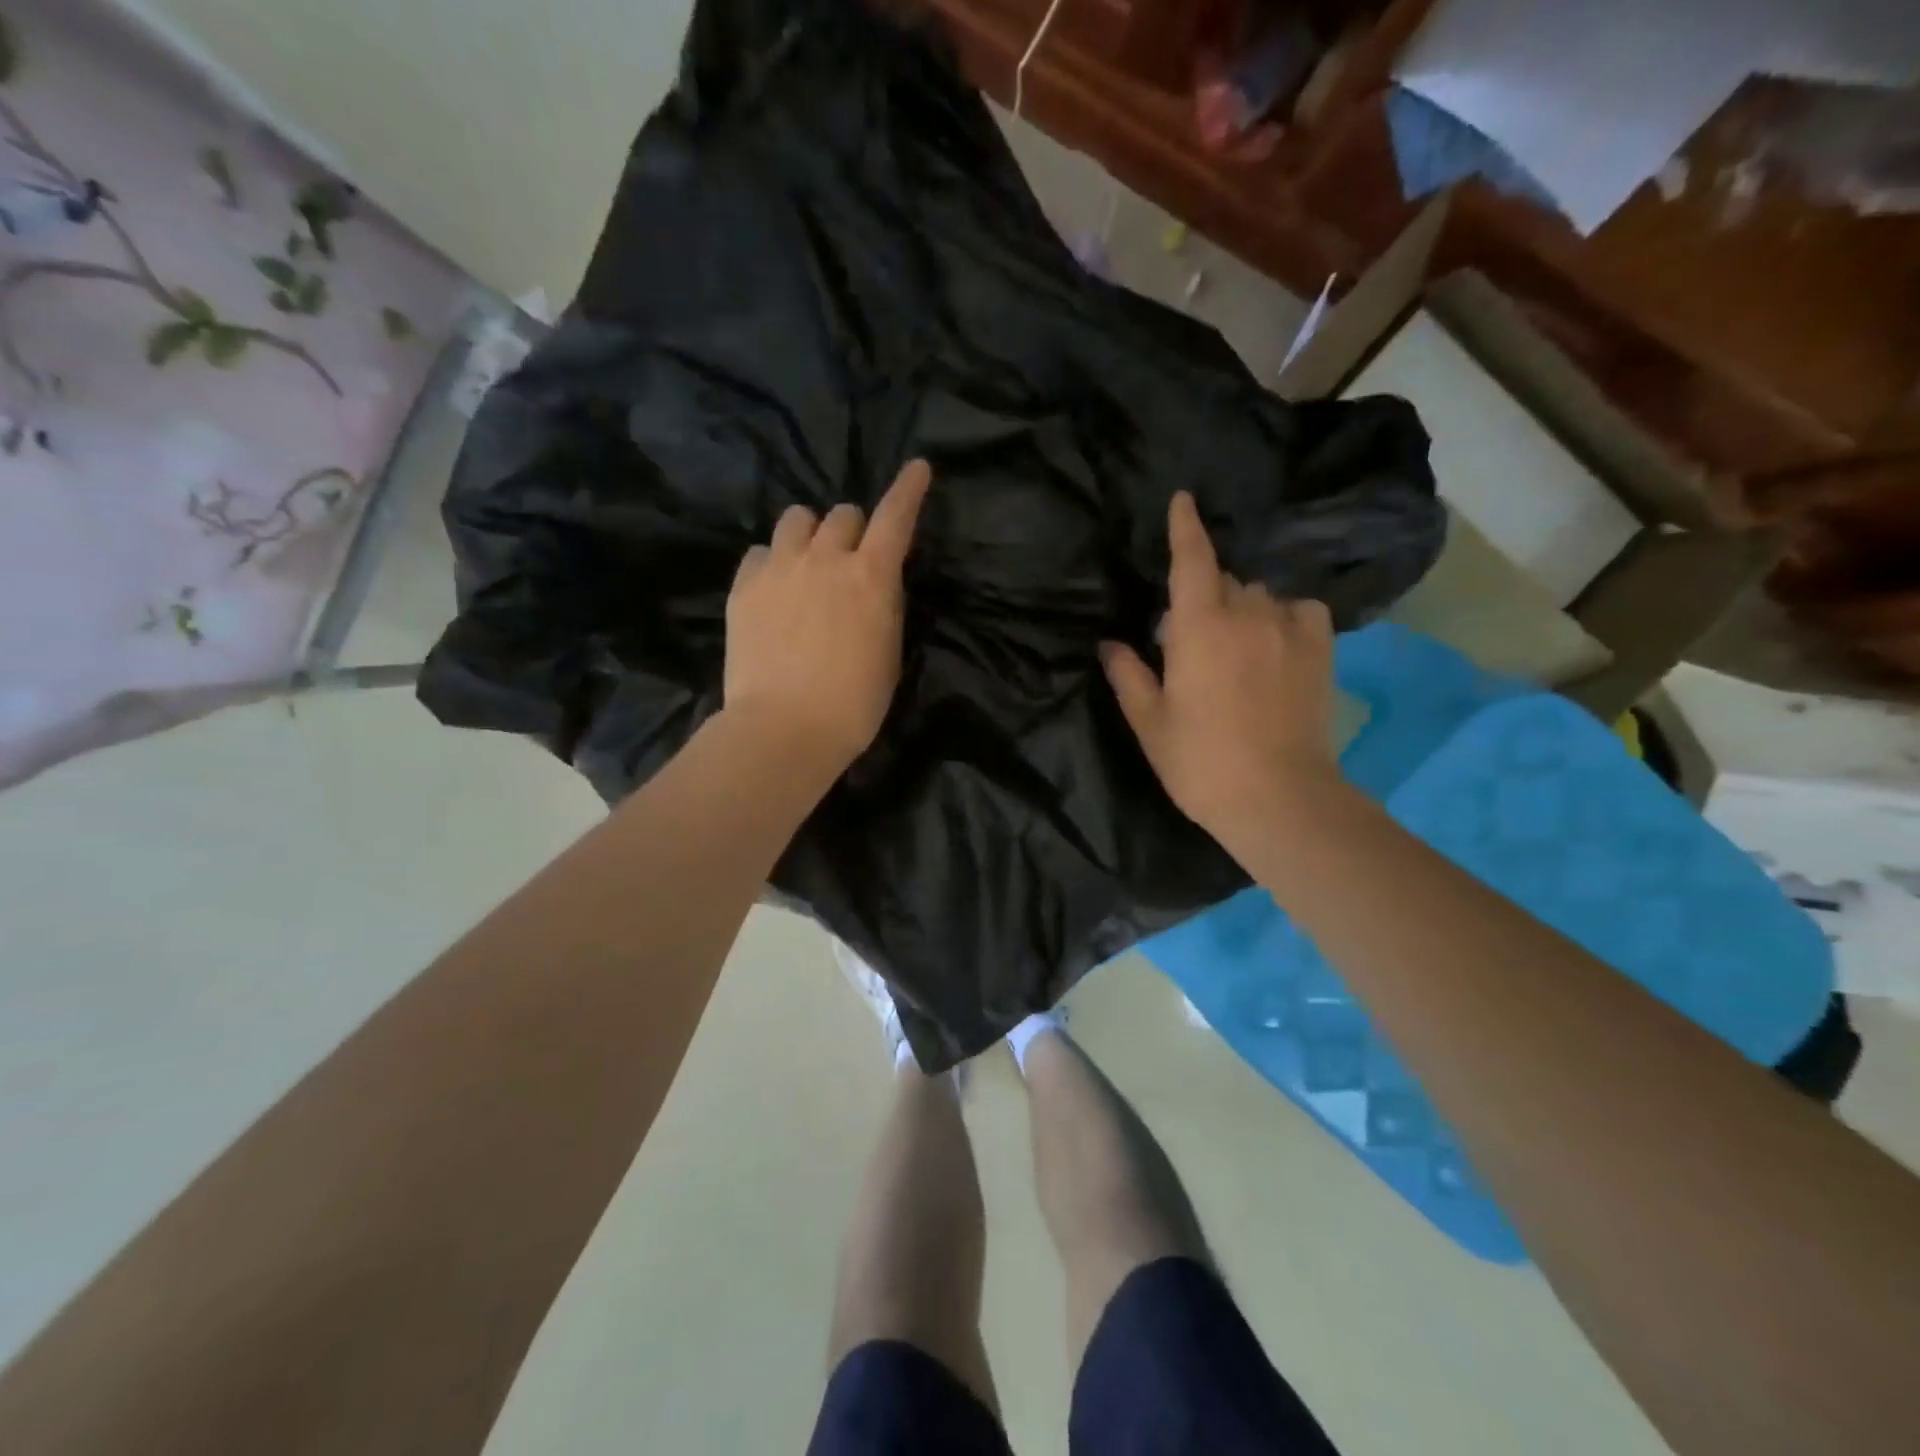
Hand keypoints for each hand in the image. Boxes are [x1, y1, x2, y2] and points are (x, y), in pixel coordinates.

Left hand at [723, 459, 931, 770]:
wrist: (785, 728)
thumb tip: (876, 584)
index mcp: (871, 576)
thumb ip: (884, 605)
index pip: (896, 516)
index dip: (909, 489)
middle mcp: (825, 558)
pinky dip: (772, 562)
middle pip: (843, 513)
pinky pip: (759, 552)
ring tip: (806, 564)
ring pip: (796, 519)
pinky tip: (774, 590)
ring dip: (809, 535)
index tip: (918, 468)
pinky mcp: (744, 587)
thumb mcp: (888, 651)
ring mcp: (779, 568)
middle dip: (852, 530)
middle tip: (849, 560)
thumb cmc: (854, 703)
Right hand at [1102, 490, 1337, 853]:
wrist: (1278, 797)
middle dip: (1202, 595)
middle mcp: (1246, 613)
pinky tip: (1275, 641)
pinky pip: (1300, 610)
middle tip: (1189, 639)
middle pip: (1222, 580)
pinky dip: (1283, 616)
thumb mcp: (1150, 721)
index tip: (1183, 499)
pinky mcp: (1320, 649)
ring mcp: (1289, 628)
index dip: (1185, 526)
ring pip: (1259, 595)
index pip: (1191, 559)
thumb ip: (1128, 675)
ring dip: (1241, 608)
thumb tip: (1110, 644)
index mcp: (1197, 627)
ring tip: (1235, 645)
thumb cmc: (1200, 761)